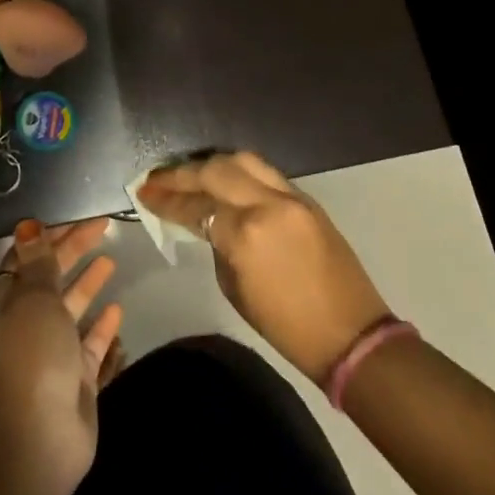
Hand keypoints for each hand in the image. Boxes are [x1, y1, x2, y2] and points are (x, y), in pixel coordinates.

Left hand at [0, 218, 122, 494]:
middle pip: (52, 278)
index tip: (75, 219)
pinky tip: (118, 309)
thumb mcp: (35, 300)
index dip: (48, 237)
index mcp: (12, 303)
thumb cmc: (35, 356)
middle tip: (104, 228)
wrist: (42, 436)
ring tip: (111, 260)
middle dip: (73, 251)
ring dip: (88, 283)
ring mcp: (54, 351)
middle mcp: (30, 323)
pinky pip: (90, 343)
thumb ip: (38, 263)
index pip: (26, 259)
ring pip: (72, 308)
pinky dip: (102, 325)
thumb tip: (27, 224)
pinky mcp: (77, 377)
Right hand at [139, 152, 389, 383]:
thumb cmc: (285, 325)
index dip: (165, 200)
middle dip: (182, 173)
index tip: (144, 194)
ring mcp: (292, 197)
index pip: (195, 206)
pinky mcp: (308, 200)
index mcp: (245, 234)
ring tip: (189, 174)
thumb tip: (207, 223)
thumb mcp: (235, 287)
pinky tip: (224, 181)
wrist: (350, 333)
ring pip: (243, 161)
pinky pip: (266, 174)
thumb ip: (217, 245)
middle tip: (158, 179)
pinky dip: (240, 173)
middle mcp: (267, 204)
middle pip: (216, 170)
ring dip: (211, 164)